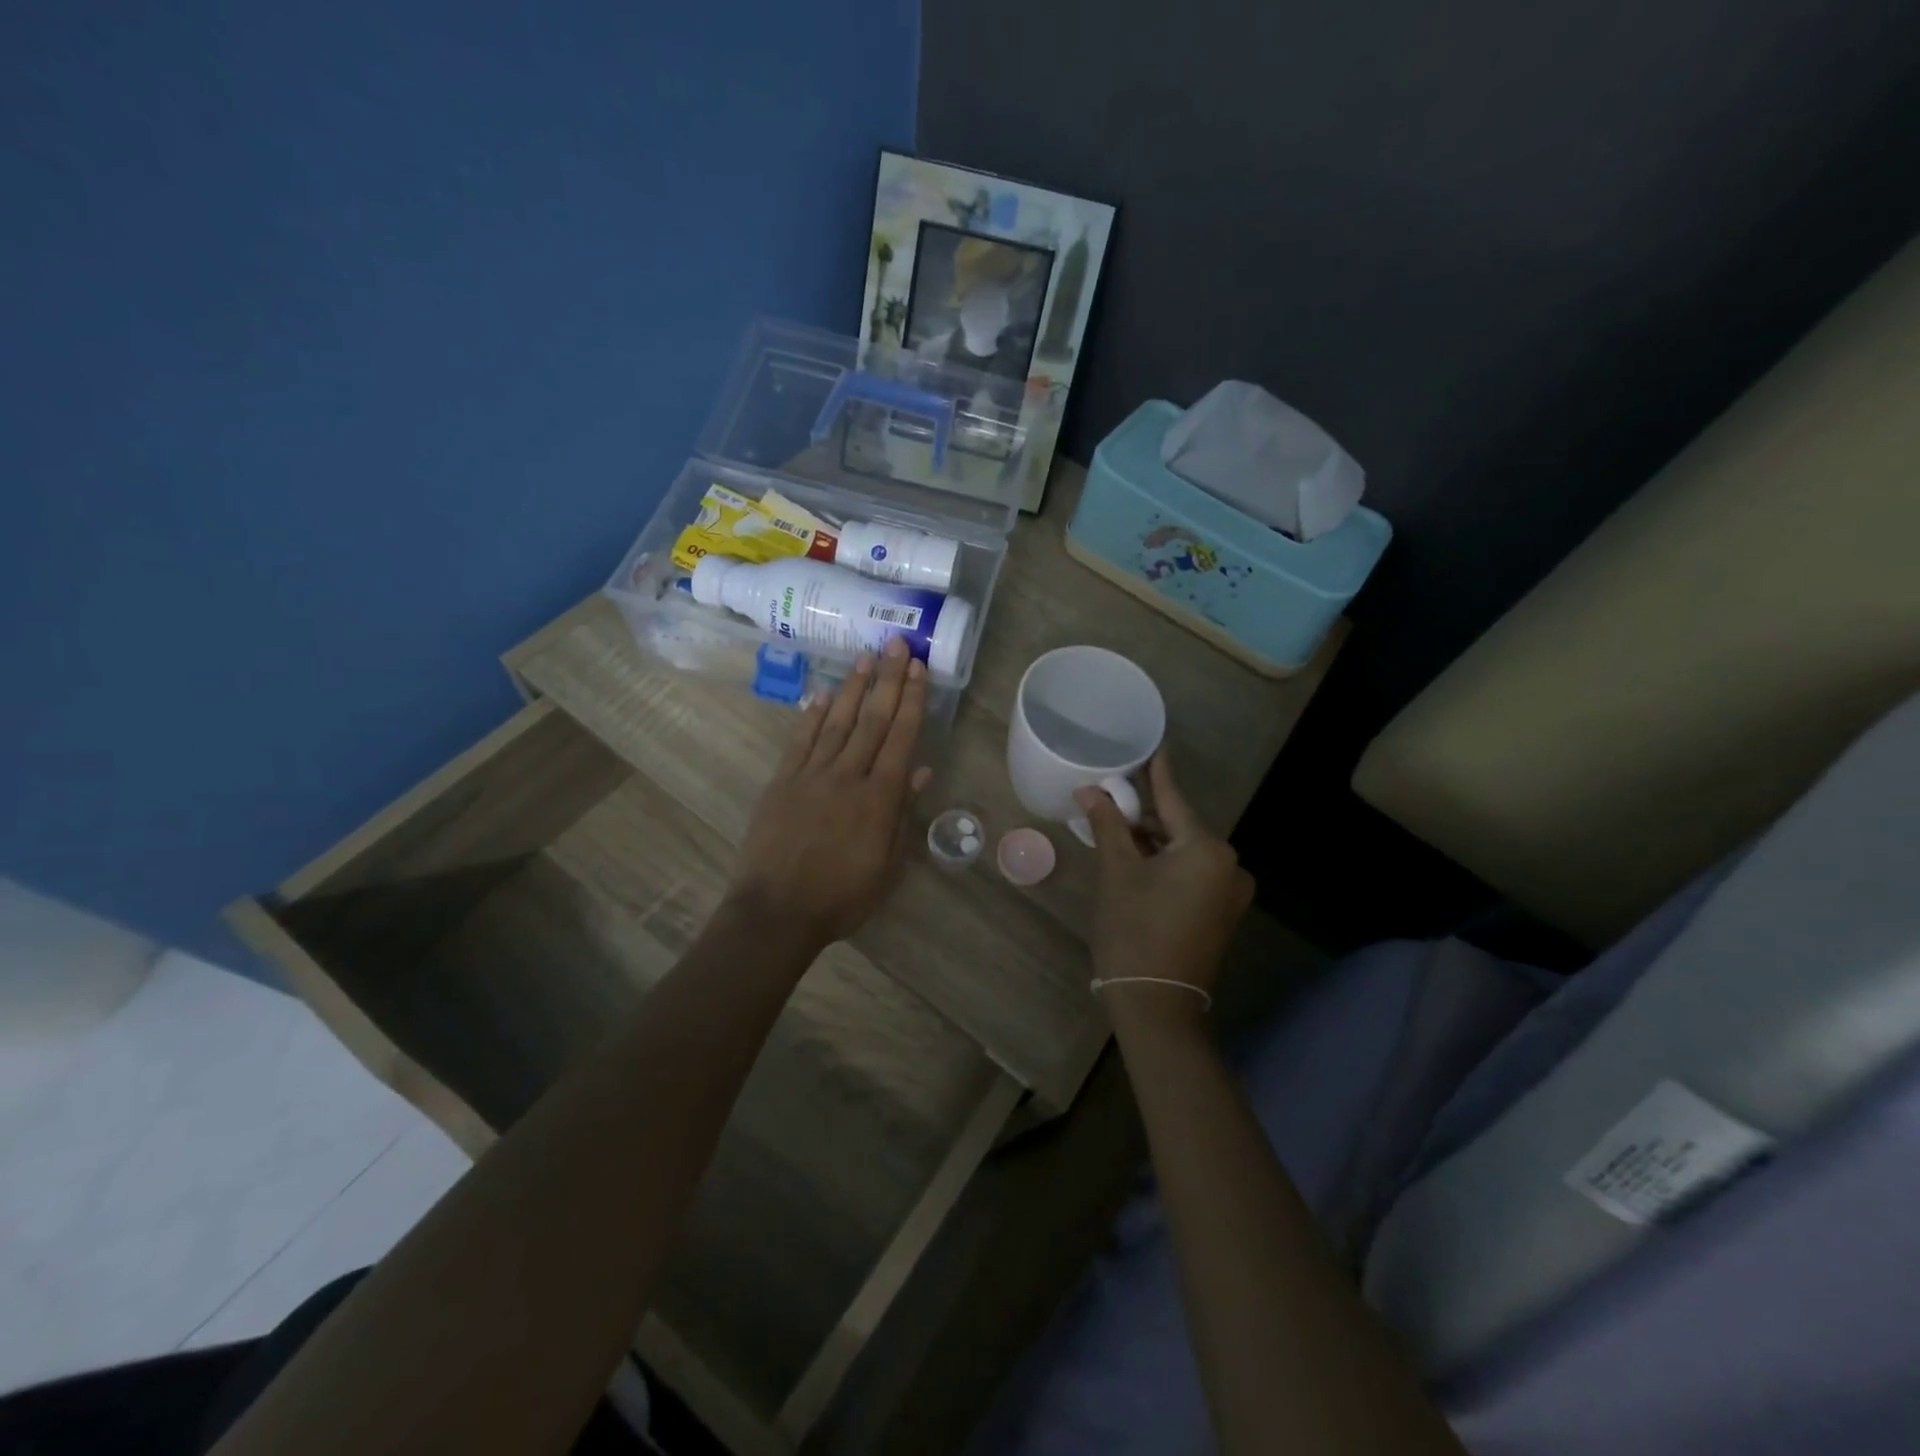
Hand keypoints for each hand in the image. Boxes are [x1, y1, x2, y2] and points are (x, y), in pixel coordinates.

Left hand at [729, 636, 931, 949]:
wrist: (776, 912)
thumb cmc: (841, 897)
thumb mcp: (887, 866)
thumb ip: (903, 815)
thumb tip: (921, 770)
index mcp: (878, 798)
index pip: (900, 738)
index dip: (912, 700)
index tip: (918, 669)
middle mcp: (846, 776)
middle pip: (871, 720)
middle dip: (887, 680)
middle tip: (896, 644)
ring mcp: (810, 775)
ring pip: (835, 722)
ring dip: (852, 688)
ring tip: (864, 657)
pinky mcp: (781, 782)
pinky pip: (799, 741)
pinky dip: (811, 716)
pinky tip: (821, 694)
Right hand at [1077, 752, 1253, 1025]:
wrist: (1157, 1006)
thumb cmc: (1134, 932)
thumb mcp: (1117, 873)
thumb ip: (1108, 826)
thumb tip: (1090, 790)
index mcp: (1208, 850)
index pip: (1173, 799)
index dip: (1156, 771)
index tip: (1151, 743)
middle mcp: (1229, 866)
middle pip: (1177, 827)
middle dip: (1142, 817)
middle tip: (1107, 803)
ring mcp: (1229, 893)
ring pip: (1182, 852)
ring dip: (1150, 843)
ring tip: (1113, 835)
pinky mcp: (1221, 913)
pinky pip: (1190, 874)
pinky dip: (1163, 865)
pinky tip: (1135, 863)